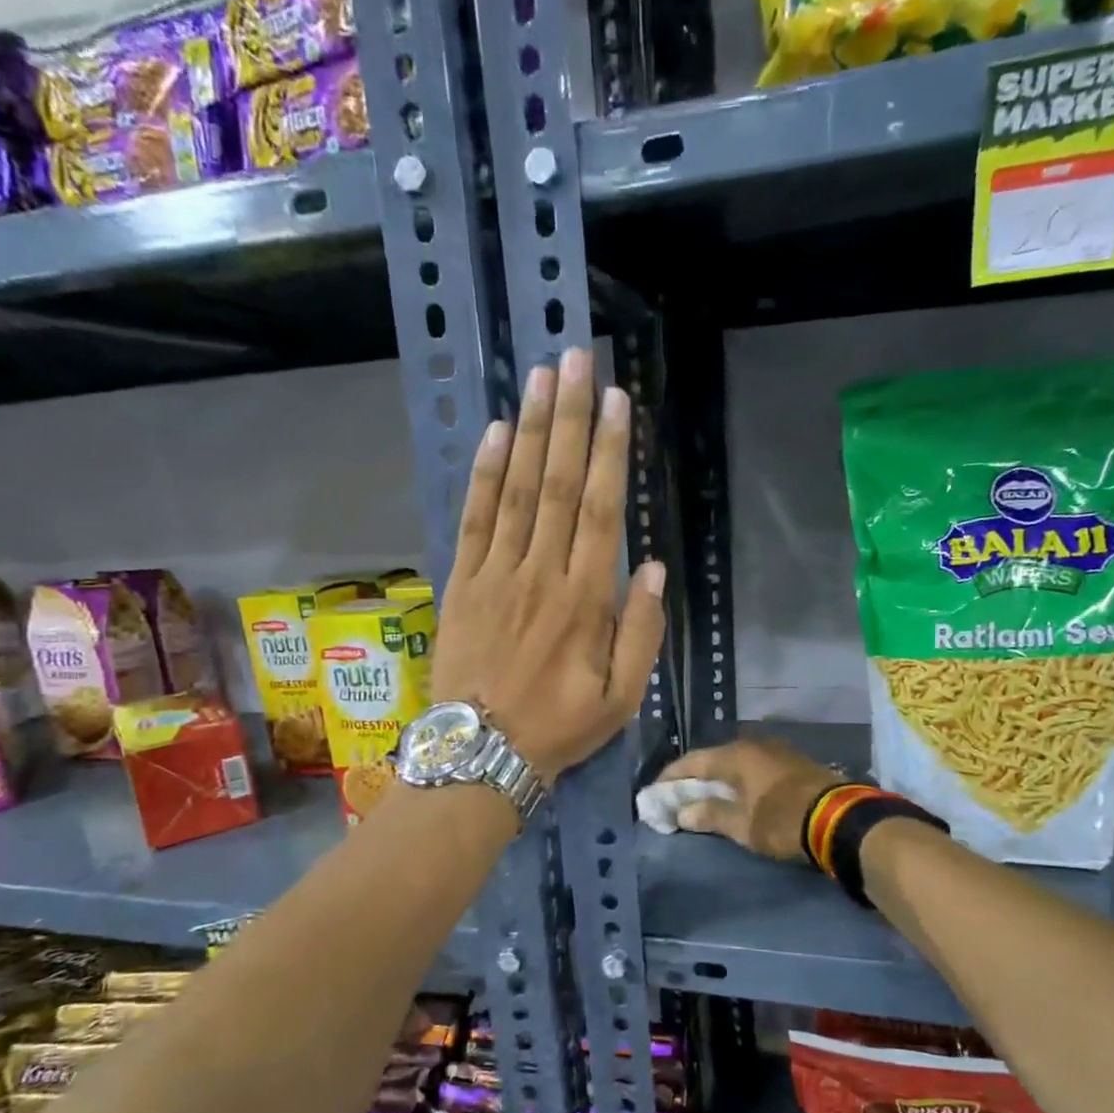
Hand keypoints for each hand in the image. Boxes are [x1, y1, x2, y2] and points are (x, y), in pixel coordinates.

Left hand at [431, 348, 666, 782]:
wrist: (482, 752)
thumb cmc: (560, 727)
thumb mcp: (622, 698)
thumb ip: (640, 632)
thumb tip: (651, 567)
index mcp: (584, 601)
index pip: (601, 511)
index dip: (609, 452)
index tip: (614, 400)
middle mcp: (540, 574)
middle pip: (558, 486)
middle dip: (569, 420)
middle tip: (575, 360)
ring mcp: (496, 576)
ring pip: (517, 492)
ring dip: (531, 432)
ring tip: (540, 378)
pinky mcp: (461, 584)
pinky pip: (474, 520)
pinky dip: (485, 476)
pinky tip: (496, 436)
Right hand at [657, 738, 844, 861]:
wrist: (841, 819)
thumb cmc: (782, 820)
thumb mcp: (742, 825)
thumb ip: (710, 815)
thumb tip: (682, 812)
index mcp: (735, 755)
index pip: (692, 761)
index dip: (670, 777)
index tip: (654, 791)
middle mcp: (754, 745)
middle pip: (714, 759)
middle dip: (694, 778)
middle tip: (678, 796)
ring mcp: (777, 751)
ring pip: (737, 762)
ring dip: (719, 778)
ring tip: (707, 797)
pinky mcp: (795, 763)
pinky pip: (756, 767)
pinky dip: (741, 780)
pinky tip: (739, 794)